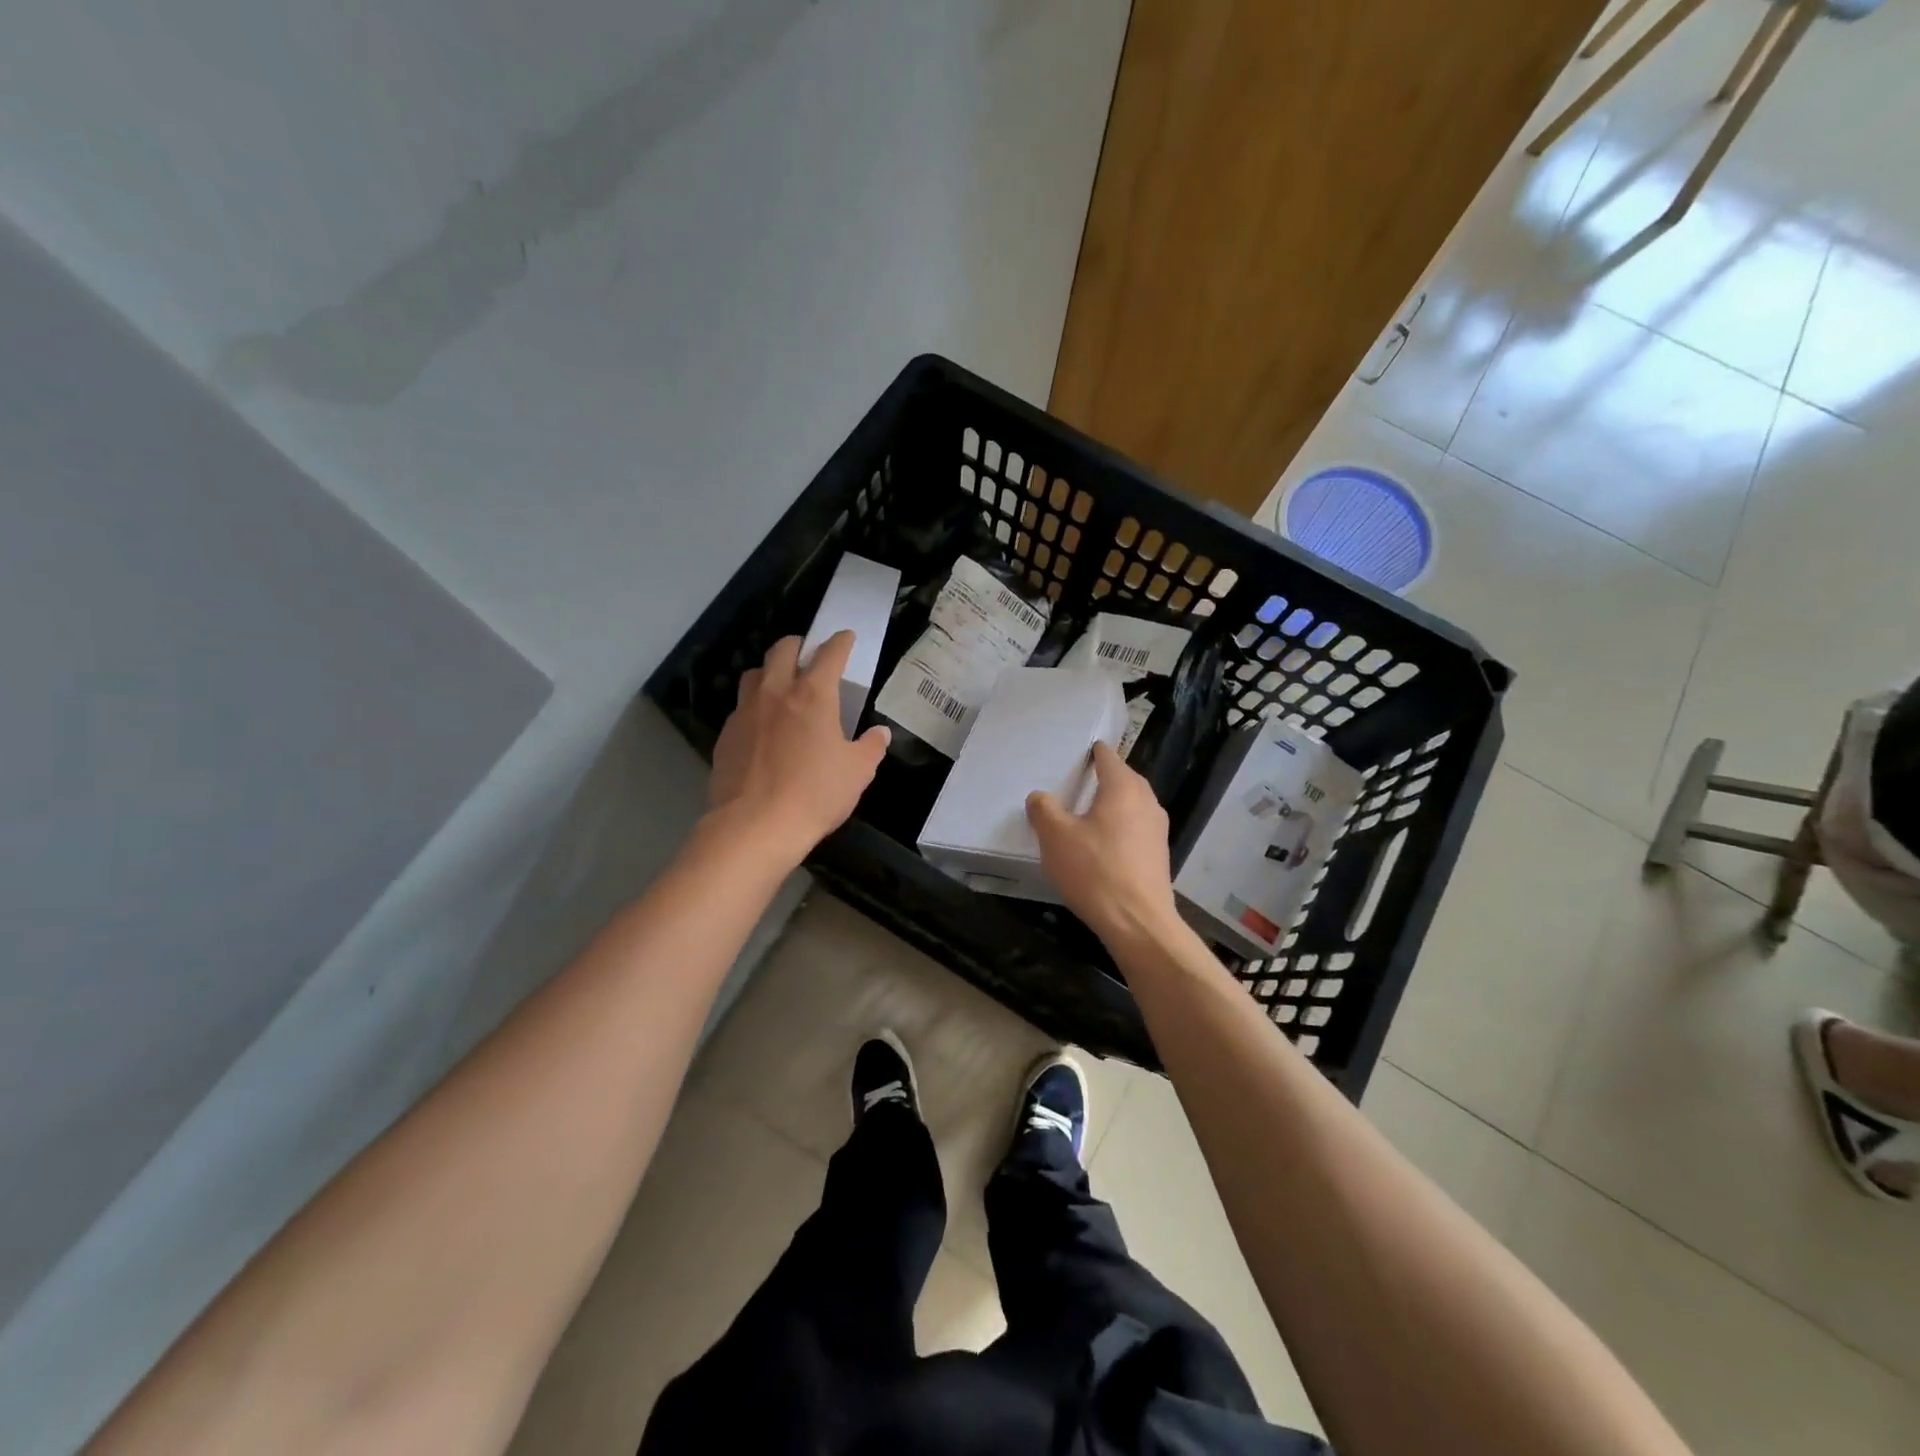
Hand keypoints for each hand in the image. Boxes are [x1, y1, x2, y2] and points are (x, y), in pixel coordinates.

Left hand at [707, 632, 888, 866]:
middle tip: (810, 654)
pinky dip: (755, 706)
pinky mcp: (726, 735)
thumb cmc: (815, 794)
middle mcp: (775, 692)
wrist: (754, 826)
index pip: (829, 654)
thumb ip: (871, 747)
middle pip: (782, 649)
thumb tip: (880, 734)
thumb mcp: (857, 772)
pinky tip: (763, 727)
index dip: (840, 642)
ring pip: (755, 674)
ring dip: (771, 671)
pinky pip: (741, 708)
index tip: (846, 637)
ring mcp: (745, 712)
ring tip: (782, 685)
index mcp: (812, 694)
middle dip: (799, 644)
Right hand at [1026, 742, 1181, 946]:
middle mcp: (1147, 801)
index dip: (1091, 752)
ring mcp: (1157, 829)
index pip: (1108, 757)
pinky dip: (1118, 829)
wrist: (1138, 922)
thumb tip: (1040, 797)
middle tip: (1074, 785)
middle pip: (1123, 779)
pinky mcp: (1158, 855)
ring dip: (1110, 806)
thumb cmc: (1095, 871)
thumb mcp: (1055, 837)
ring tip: (1084, 816)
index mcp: (1124, 788)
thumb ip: (1044, 809)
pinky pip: (1134, 830)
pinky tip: (1100, 847)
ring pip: (1130, 806)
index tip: (1075, 755)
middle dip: (1101, 779)